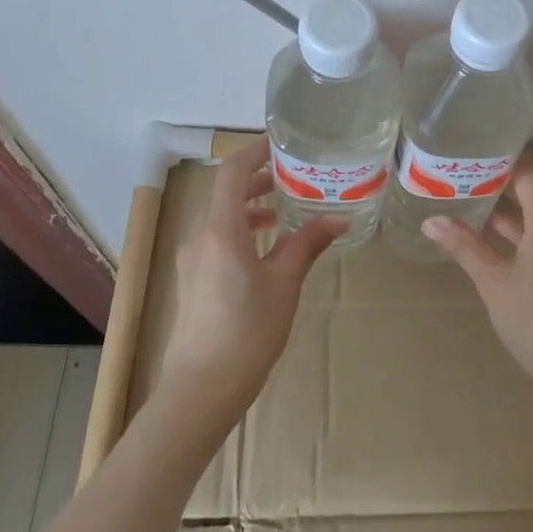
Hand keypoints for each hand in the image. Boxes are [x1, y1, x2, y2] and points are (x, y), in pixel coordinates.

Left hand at [164, 140, 343, 419]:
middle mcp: (200, 235)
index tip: (283, 144)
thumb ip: (308, 244)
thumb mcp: (285, 283)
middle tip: (294, 176)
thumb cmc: (248, 331)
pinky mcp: (193, 277)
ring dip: (250, 205)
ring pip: (220, 215)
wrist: (202, 388)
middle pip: (226, 191)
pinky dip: (241, 228)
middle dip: (258, 178)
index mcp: (221, 229)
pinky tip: (266, 246)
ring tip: (284, 210)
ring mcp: (192, 257)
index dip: (255, 151)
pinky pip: (216, 236)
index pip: (233, 171)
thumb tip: (339, 219)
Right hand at [422, 162, 532, 397]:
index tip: (474, 151)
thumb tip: (430, 220)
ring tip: (466, 202)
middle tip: (460, 175)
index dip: (504, 159)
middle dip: (497, 184)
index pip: (528, 174)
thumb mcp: (493, 282)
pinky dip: (513, 234)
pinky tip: (486, 242)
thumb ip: (464, 247)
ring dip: (503, 211)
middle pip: (530, 194)